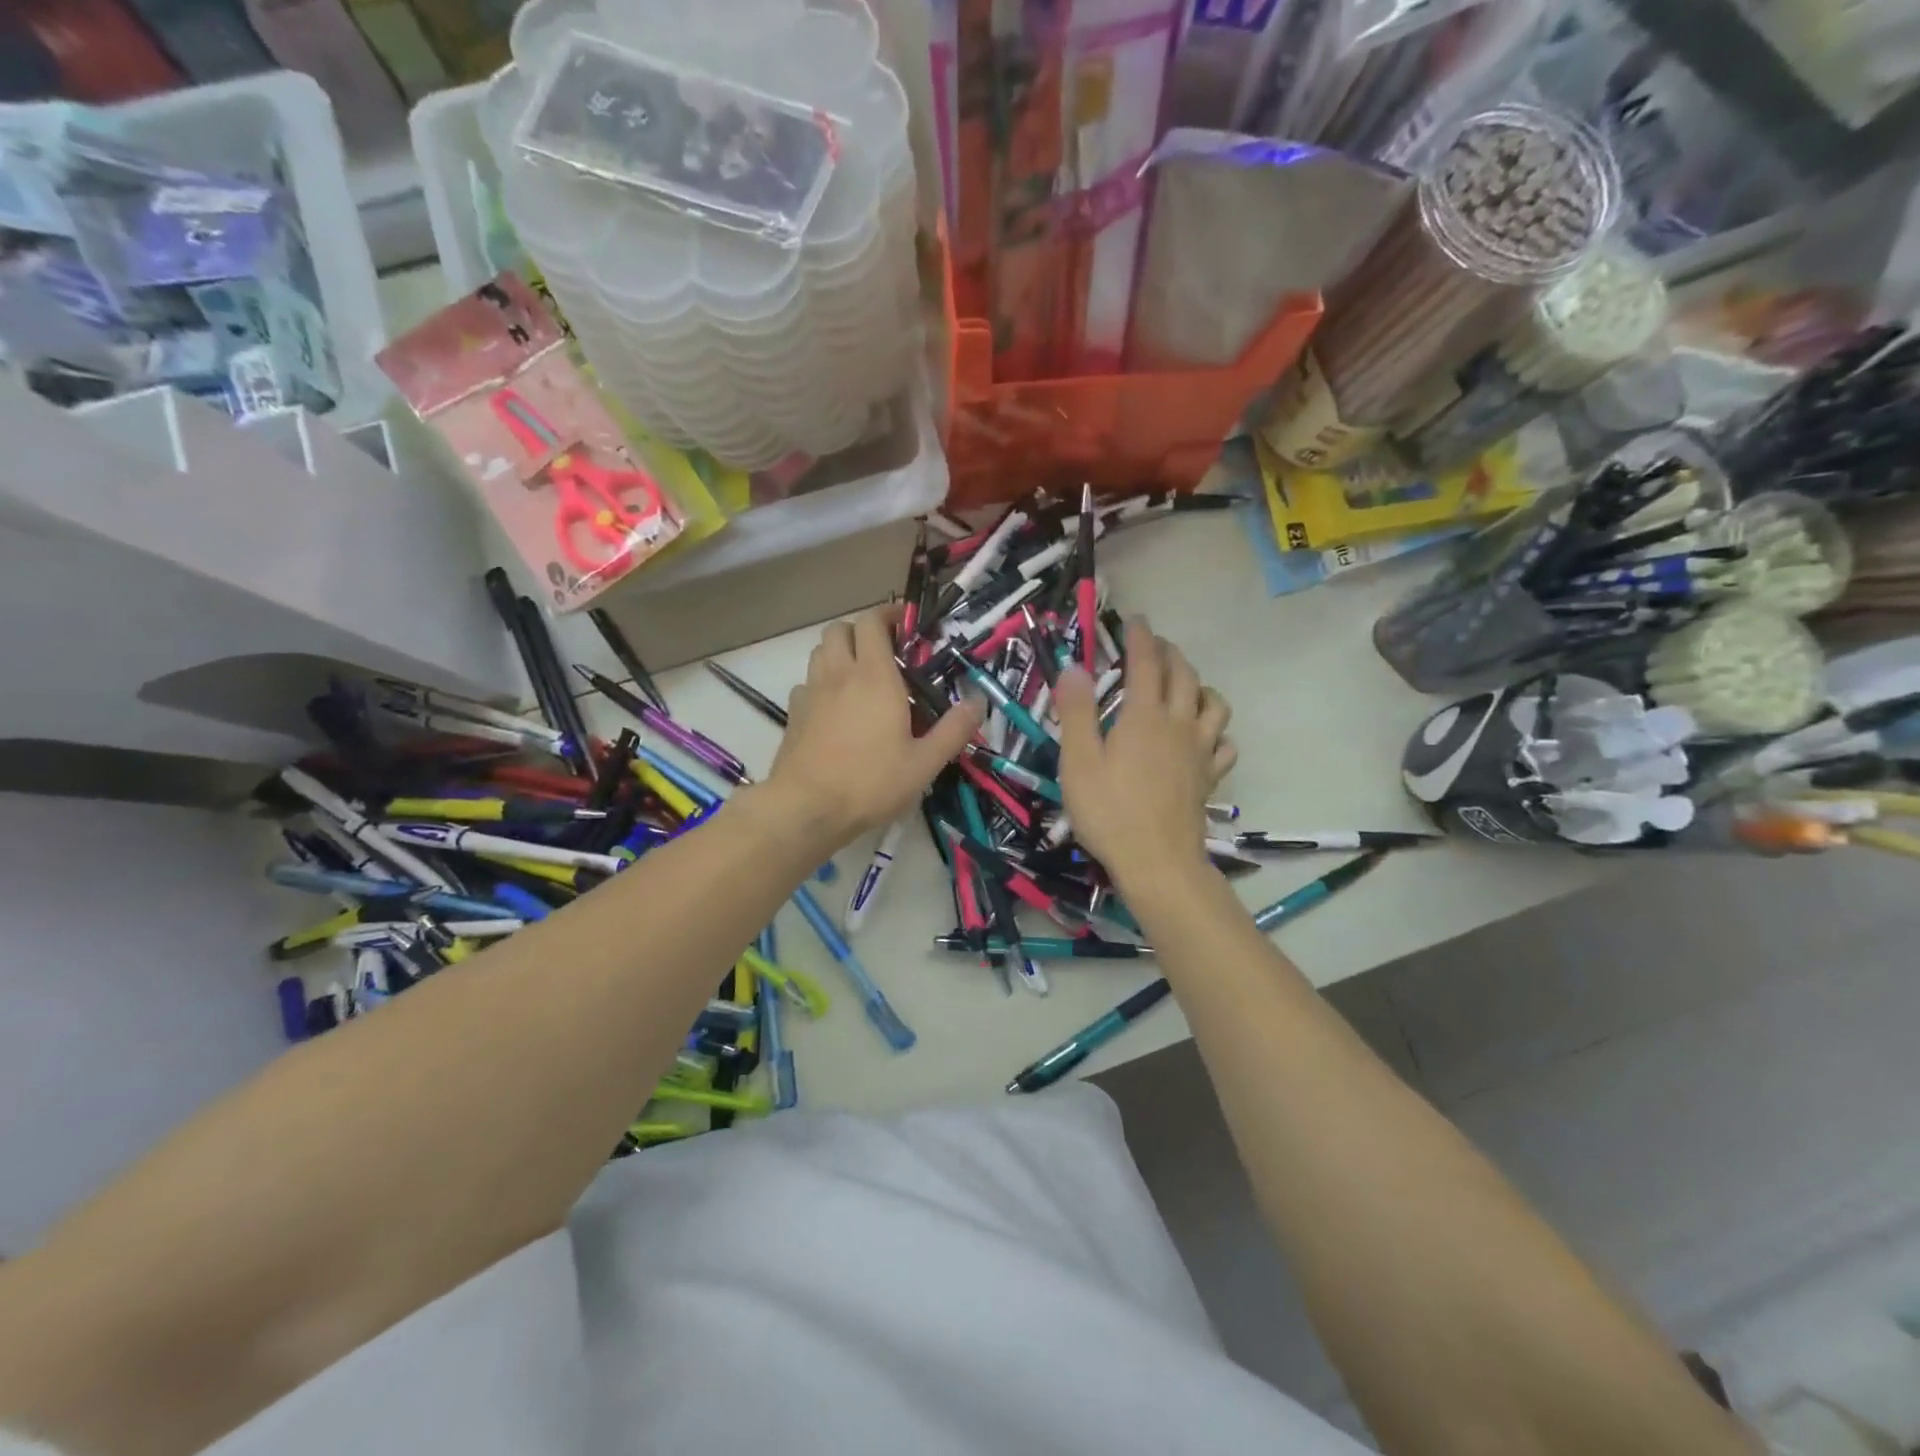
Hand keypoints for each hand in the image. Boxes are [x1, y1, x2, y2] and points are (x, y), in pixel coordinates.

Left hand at [761, 605, 984, 847]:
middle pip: (840, 629)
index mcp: (874, 677)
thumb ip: (953, 730)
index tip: (906, 624)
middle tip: (884, 650)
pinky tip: (835, 707)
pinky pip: (807, 682)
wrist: (806, 808)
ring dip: (840, 652)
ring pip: (820, 652)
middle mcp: (839, 674)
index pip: (872, 622)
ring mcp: (811, 692)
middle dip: (862, 630)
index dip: (888, 614)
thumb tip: (978, 701)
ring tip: (861, 675)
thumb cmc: (870, 782)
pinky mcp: (793, 713)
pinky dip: (822, 682)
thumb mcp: (924, 763)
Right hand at [1055, 619, 1235, 890]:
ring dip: (1200, 685)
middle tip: (1154, 646)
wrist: (1157, 862)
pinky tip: (1204, 737)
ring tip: (1184, 686)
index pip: (1146, 663)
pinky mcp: (1209, 777)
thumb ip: (1077, 712)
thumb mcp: (1078, 761)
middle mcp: (1179, 724)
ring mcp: (1200, 751)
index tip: (1135, 620)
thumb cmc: (1109, 812)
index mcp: (1144, 716)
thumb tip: (1074, 668)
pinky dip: (1216, 730)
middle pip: (1184, 675)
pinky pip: (1224, 743)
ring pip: (1214, 703)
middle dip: (1169, 653)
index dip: (1141, 637)